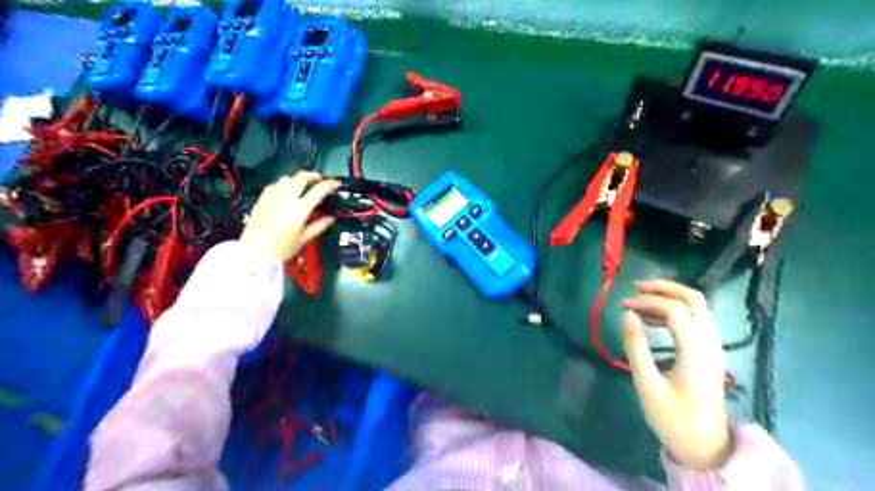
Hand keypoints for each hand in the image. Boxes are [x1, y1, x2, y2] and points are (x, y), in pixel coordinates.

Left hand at [240, 173, 339, 263]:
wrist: (255, 252)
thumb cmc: (283, 248)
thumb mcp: (304, 238)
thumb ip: (319, 226)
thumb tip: (331, 218)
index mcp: (300, 210)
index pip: (318, 191)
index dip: (329, 185)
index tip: (336, 184)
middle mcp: (286, 199)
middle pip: (301, 178)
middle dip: (313, 175)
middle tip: (319, 179)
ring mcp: (273, 197)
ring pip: (287, 179)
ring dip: (297, 180)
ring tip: (301, 186)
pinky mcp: (262, 199)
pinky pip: (274, 185)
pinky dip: (282, 185)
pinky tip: (284, 191)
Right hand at [619, 280, 731, 467]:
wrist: (705, 447)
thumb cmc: (672, 418)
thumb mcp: (647, 384)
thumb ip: (636, 346)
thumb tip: (627, 314)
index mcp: (696, 351)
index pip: (675, 310)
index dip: (648, 302)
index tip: (623, 306)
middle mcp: (711, 343)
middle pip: (694, 299)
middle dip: (664, 288)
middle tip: (636, 288)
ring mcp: (714, 347)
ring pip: (698, 307)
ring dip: (670, 297)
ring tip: (641, 302)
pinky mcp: (711, 353)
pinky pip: (697, 320)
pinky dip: (676, 311)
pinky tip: (655, 319)